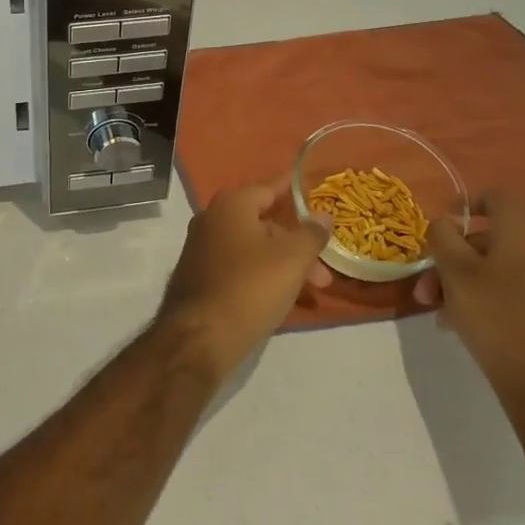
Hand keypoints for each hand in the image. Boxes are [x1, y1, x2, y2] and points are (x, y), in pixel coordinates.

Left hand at [157, 179, 331, 380]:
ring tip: (312, 291)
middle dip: (298, 245)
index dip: (296, 192)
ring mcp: (202, 247)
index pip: (270, 188)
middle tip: (324, 273)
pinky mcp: (200, 274)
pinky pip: (239, 266)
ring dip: (284, 264)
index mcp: (231, 204)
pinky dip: (263, 275)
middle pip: (264, 222)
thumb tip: (323, 215)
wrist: (200, 336)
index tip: (317, 193)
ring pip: (254, 248)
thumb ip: (311, 233)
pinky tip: (284, 300)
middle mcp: (212, 218)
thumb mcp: (292, 259)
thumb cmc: (250, 287)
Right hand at [414, 193, 524, 428]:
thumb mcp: (456, 273)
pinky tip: (463, 326)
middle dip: (451, 258)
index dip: (465, 205)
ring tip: (438, 312)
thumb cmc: (497, 319)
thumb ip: (443, 237)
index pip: (497, 198)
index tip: (440, 229)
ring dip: (462, 282)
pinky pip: (512, 292)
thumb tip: (444, 222)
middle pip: (490, 240)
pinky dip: (484, 299)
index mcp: (524, 235)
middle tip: (426, 286)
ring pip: (497, 269)